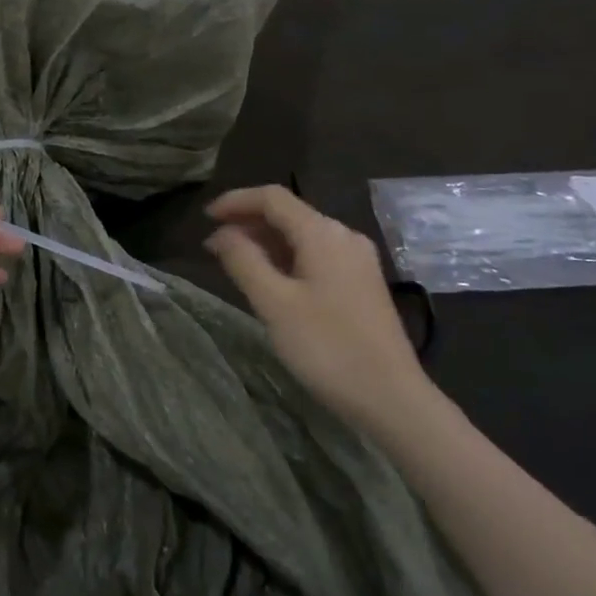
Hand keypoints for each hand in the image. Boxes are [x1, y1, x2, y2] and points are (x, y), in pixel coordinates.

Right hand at [205, 186, 440, 437]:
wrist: (391, 397)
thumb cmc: (327, 347)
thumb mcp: (274, 304)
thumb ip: (244, 261)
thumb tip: (222, 233)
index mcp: (323, 233)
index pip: (273, 198)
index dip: (235, 201)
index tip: (204, 217)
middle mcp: (344, 236)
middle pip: (289, 213)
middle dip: (248, 222)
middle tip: (212, 245)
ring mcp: (357, 260)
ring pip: (302, 236)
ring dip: (265, 241)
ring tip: (234, 261)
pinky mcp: (361, 283)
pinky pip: (316, 255)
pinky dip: (286, 258)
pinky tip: (270, 279)